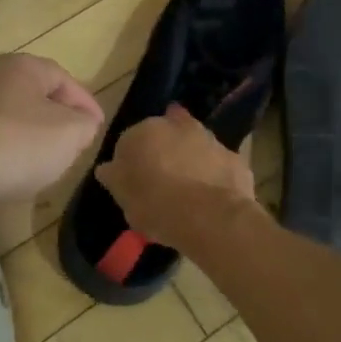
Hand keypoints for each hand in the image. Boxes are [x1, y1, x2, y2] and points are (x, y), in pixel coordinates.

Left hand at [0, 54, 104, 211]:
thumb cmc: (14, 145)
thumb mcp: (69, 134)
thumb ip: (85, 125)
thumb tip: (81, 125)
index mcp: (21, 67)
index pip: (64, 79)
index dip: (86, 104)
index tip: (97, 129)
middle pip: (33, 97)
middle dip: (56, 120)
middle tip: (72, 145)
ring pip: (8, 119)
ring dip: (27, 139)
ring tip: (41, 165)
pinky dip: (1, 154)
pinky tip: (5, 176)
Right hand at [94, 105, 257, 247]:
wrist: (210, 215)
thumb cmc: (156, 205)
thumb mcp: (124, 198)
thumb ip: (115, 178)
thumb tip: (107, 168)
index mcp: (144, 131)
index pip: (130, 141)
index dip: (132, 162)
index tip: (134, 182)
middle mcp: (177, 125)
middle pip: (165, 136)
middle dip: (163, 152)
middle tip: (161, 182)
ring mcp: (209, 138)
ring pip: (194, 146)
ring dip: (189, 160)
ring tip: (188, 190)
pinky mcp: (233, 156)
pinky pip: (217, 164)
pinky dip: (213, 174)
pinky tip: (210, 195)